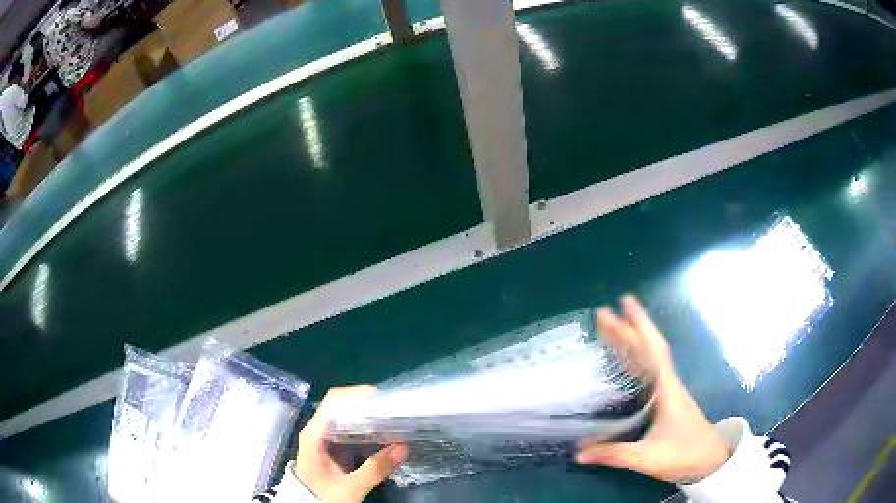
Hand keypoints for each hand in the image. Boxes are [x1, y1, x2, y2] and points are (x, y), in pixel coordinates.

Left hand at [293, 386, 407, 501]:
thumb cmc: (324, 496)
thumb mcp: (350, 488)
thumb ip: (375, 470)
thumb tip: (403, 448)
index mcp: (315, 435)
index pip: (333, 403)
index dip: (356, 395)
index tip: (382, 400)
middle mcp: (318, 431)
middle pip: (342, 406)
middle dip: (368, 406)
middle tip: (394, 412)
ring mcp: (326, 439)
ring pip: (348, 418)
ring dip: (370, 418)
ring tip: (395, 422)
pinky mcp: (334, 448)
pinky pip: (352, 432)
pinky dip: (369, 431)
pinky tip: (386, 437)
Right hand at [576, 295, 730, 483]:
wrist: (710, 462)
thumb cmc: (684, 454)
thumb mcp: (647, 458)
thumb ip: (613, 454)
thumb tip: (577, 453)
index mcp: (667, 389)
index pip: (653, 350)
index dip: (639, 326)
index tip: (624, 302)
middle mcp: (668, 384)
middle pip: (649, 350)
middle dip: (628, 329)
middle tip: (604, 314)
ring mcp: (668, 392)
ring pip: (649, 359)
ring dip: (632, 342)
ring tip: (611, 331)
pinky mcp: (667, 402)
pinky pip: (649, 373)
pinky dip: (636, 360)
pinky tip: (625, 363)